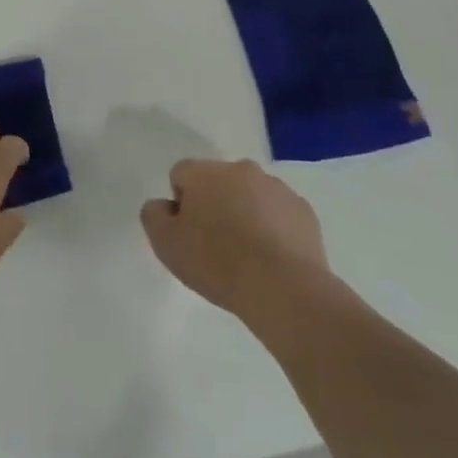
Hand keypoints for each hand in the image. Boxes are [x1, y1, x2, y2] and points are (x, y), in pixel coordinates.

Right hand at [141, 159, 329, 320]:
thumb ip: (154, 216)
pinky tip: (272, 259)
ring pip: (251, 195)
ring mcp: (276, 188)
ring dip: (245, 214)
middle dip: (214, 204)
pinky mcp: (303, 210)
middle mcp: (241, 169)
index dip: (180, 203)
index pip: (181, 174)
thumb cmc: (217, 263)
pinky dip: (273, 228)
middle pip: (218, 181)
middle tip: (215, 245)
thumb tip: (163, 205)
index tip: (188, 233)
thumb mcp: (166, 244)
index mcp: (205, 173)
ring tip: (247, 255)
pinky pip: (279, 213)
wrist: (283, 288)